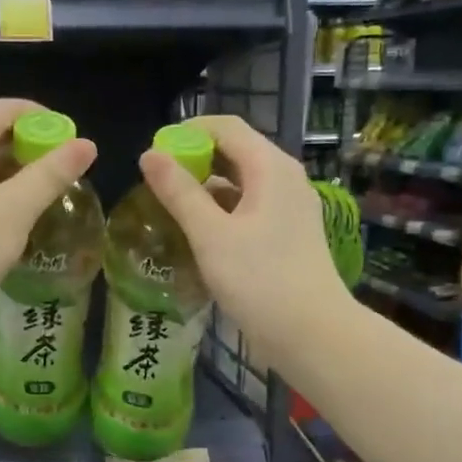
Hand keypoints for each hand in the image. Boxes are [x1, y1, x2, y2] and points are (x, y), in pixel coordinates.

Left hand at [0, 99, 97, 354]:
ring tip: (41, 192)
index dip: (43, 120)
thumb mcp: (17, 208)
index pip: (4, 109)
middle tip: (61, 171)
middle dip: (26, 147)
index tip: (72, 141)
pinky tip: (8, 210)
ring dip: (8, 170)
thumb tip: (88, 145)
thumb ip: (53, 172)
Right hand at [137, 114, 350, 375]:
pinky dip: (222, 209)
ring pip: (241, 181)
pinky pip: (250, 206)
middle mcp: (284, 178)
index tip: (154, 154)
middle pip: (235, 151)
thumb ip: (178, 192)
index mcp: (270, 167)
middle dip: (195, 159)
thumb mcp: (210, 234)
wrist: (312, 334)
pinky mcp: (288, 233)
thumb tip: (149, 155)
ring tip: (170, 206)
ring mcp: (290, 207)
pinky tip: (199, 231)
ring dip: (206, 186)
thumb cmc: (259, 280)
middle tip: (157, 182)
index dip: (187, 132)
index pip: (225, 127)